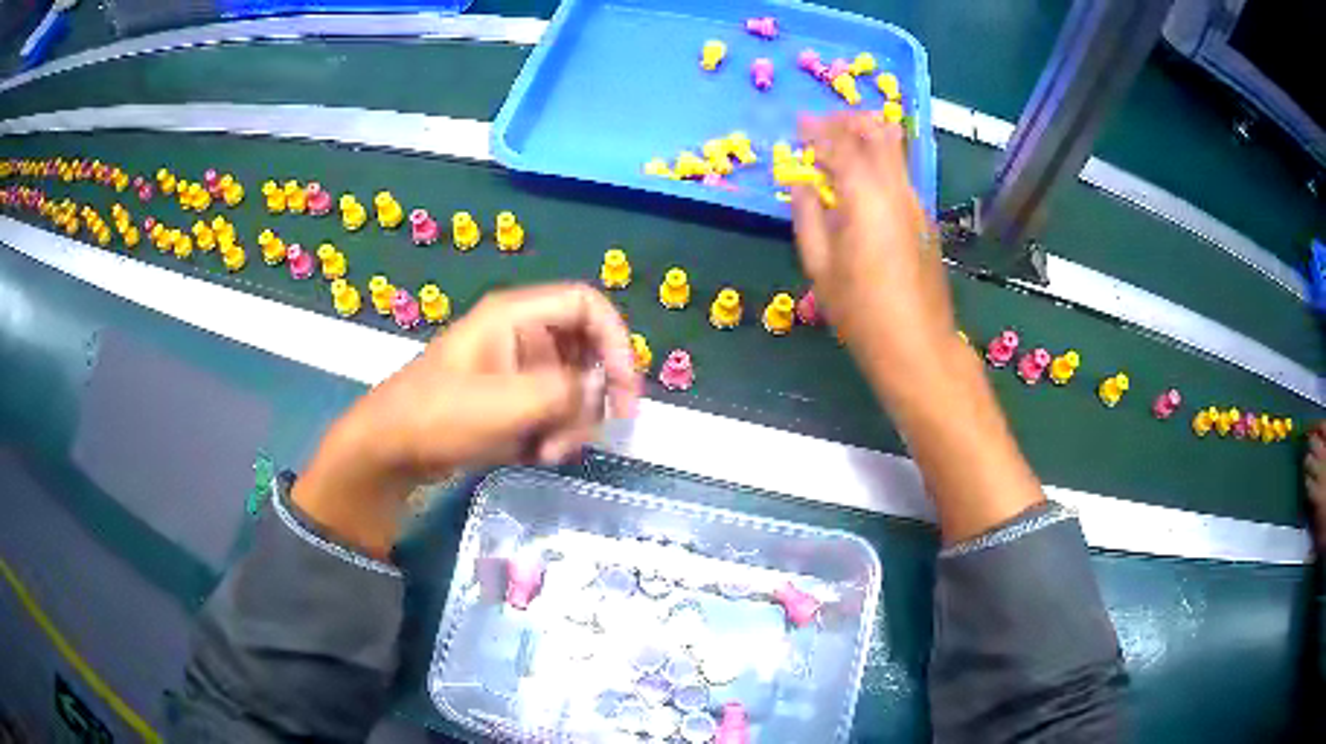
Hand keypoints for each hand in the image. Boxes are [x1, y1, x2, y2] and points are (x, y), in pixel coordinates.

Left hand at [294, 284, 639, 555]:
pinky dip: (553, 434)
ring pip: (572, 387)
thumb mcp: (504, 403)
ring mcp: (516, 370)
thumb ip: (563, 392)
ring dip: (571, 423)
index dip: (616, 342)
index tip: (625, 392)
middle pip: (586, 352)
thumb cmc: (438, 415)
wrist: (389, 450)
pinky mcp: (511, 401)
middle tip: (576, 435)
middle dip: (590, 398)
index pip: (588, 305)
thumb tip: (598, 391)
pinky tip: (534, 455)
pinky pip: (552, 410)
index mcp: (516, 316)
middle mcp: (522, 336)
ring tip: (547, 453)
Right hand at [790, 113, 958, 397]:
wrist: (917, 344)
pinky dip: (878, 162)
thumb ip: (807, 216)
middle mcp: (896, 191)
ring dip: (866, 138)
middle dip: (849, 120)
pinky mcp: (925, 220)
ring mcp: (916, 204)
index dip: (817, 129)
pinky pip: (899, 174)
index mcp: (866, 199)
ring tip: (839, 145)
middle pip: (878, 133)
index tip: (798, 124)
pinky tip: (860, 180)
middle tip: (823, 125)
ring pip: (895, 151)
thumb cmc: (861, 312)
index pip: (841, 145)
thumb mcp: (820, 267)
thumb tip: (800, 184)